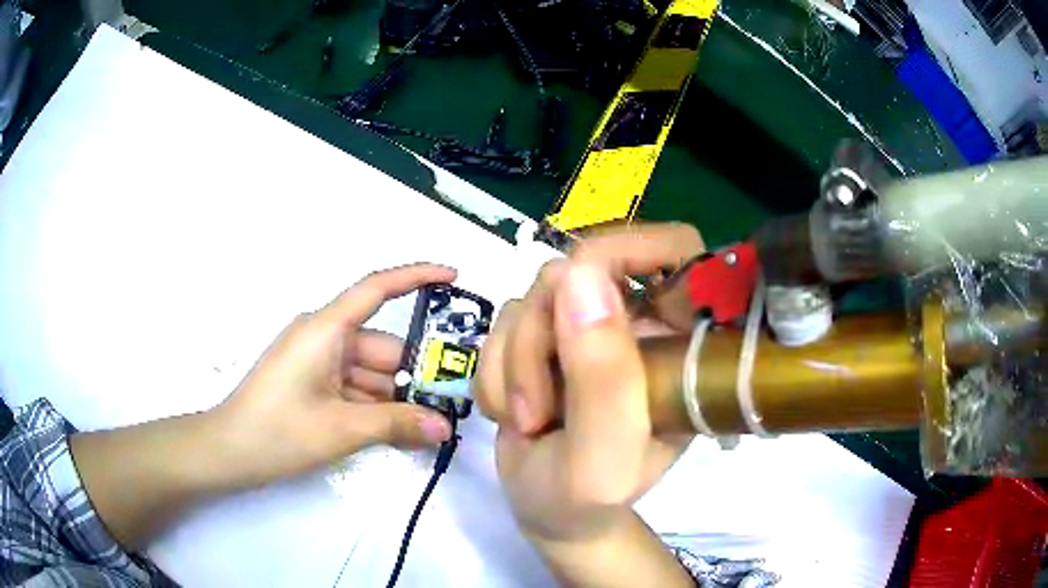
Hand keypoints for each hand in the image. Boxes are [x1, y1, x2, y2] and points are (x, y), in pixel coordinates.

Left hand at [215, 263, 457, 486]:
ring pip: (370, 373)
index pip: (376, 289)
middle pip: (381, 347)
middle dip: (415, 374)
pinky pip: (354, 388)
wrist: (229, 452)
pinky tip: (401, 432)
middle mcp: (323, 338)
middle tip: (453, 402)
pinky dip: (376, 407)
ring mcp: (316, 362)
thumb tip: (445, 428)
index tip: (452, 277)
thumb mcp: (341, 428)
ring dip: (397, 398)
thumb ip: (396, 424)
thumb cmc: (278, 431)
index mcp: (325, 330)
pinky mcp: (313, 384)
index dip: (416, 277)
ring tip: (432, 427)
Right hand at [476, 224, 703, 543]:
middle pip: (581, 271)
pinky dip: (494, 369)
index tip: (584, 285)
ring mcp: (588, 327)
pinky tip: (512, 411)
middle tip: (536, 406)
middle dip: (541, 338)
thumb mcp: (602, 458)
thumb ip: (603, 379)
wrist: (548, 513)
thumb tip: (579, 274)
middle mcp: (639, 324)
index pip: (678, 251)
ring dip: (514, 363)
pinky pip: (504, 320)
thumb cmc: (588, 500)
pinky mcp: (545, 336)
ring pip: (533, 296)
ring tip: (528, 420)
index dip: (634, 247)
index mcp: (680, 344)